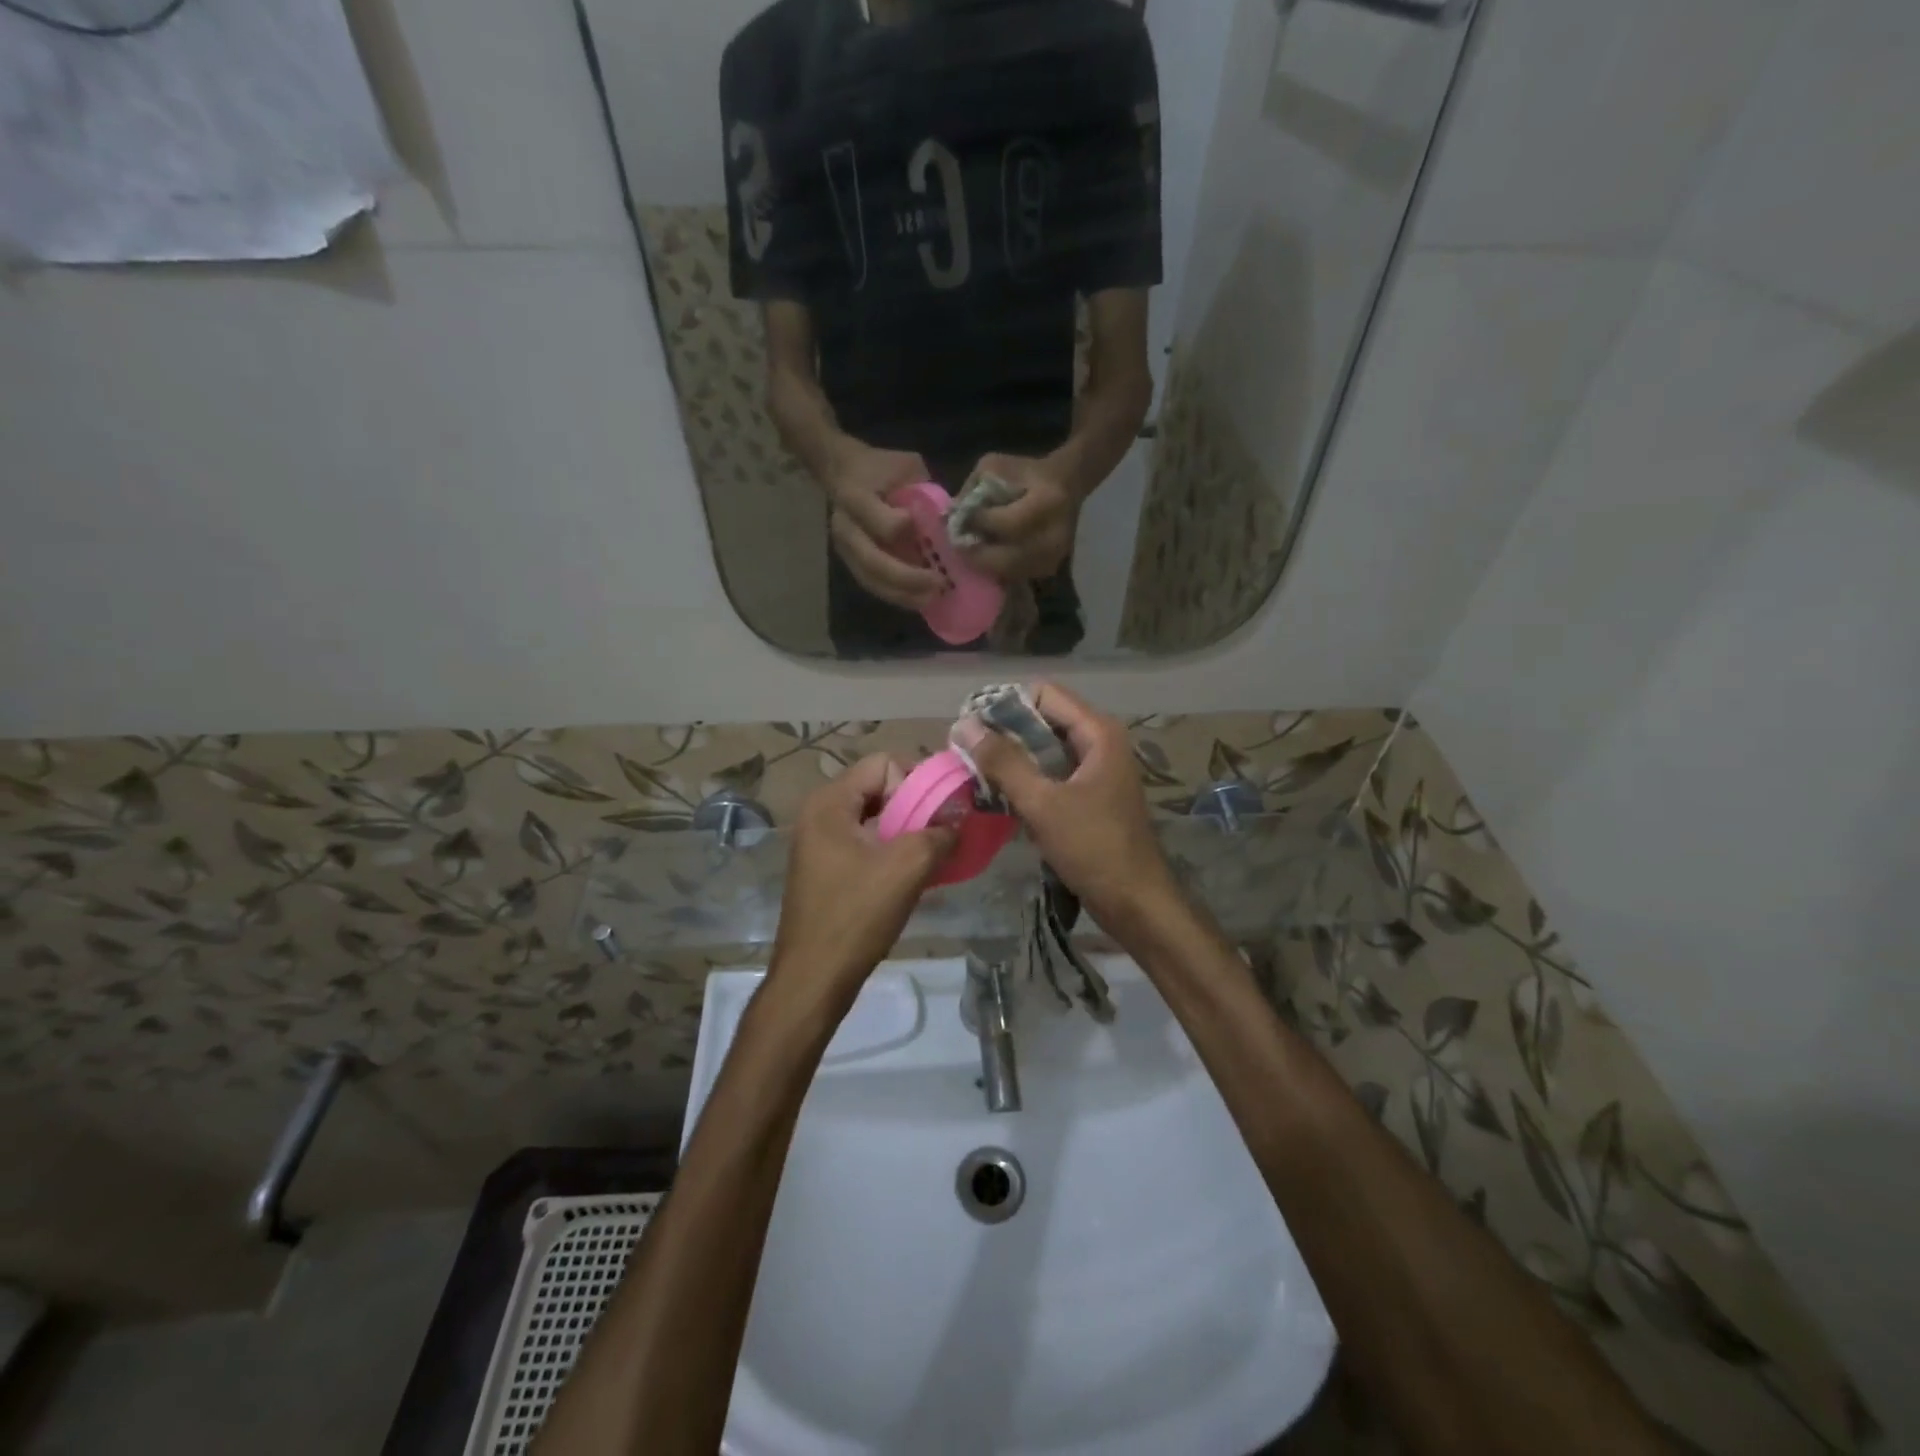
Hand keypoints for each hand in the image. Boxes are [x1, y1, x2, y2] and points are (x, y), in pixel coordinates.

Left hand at [769, 754, 955, 1007]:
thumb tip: (958, 821)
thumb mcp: (907, 868)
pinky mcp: (825, 870)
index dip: (917, 783)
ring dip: (906, 832)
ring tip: (931, 857)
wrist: (814, 979)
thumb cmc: (856, 917)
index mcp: (829, 803)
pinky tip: (910, 877)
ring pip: (875, 819)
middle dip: (915, 807)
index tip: (938, 815)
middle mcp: (819, 814)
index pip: (884, 763)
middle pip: (879, 788)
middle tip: (940, 835)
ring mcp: (819, 844)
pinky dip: (891, 852)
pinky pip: (865, 844)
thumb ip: (939, 833)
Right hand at [827, 444, 942, 609]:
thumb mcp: (906, 467)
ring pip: (871, 579)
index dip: (904, 531)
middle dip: (908, 577)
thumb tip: (954, 522)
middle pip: (873, 561)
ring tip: (931, 599)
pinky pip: (872, 585)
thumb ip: (924, 492)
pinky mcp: (850, 562)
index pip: (879, 522)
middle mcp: (846, 526)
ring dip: (903, 594)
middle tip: (939, 584)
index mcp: (856, 496)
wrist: (842, 470)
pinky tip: (919, 600)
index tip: (932, 534)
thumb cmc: (881, 467)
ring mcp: (845, 548)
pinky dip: (896, 595)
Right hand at [952, 683, 1177, 929]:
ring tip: (975, 772)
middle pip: (1044, 719)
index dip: (1006, 705)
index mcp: (1098, 733)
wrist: (1136, 904)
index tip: (971, 728)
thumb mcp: (1043, 803)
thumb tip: (964, 725)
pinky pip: (1052, 775)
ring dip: (1013, 758)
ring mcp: (1096, 771)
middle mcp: (1100, 743)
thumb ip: (1003, 762)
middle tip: (966, 752)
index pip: (1044, 694)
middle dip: (1005, 733)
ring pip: (1045, 749)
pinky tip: (1000, 795)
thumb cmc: (1094, 848)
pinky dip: (1027, 780)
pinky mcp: (1090, 797)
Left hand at [958, 453, 1076, 581]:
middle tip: (959, 546)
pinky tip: (989, 556)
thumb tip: (951, 516)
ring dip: (987, 564)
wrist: (1067, 484)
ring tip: (972, 552)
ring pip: (1010, 571)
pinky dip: (999, 569)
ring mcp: (1054, 556)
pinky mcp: (1050, 568)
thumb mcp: (997, 466)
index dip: (980, 525)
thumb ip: (973, 488)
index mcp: (1046, 502)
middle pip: (1007, 558)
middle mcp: (1053, 535)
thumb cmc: (1027, 472)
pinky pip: (1017, 576)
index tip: (961, 521)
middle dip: (978, 553)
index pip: (1006, 524)